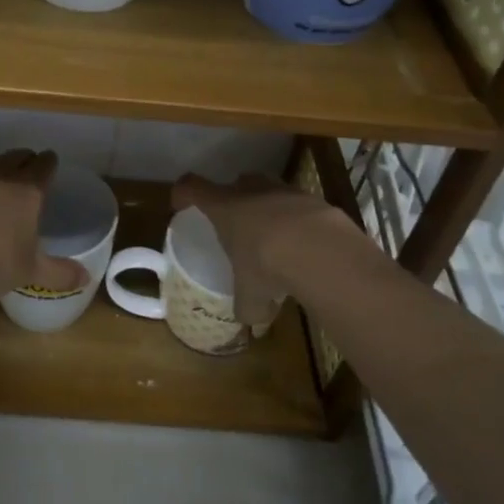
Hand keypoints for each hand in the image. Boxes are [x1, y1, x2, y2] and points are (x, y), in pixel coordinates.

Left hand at [0, 150, 88, 302]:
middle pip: (16, 156)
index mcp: (28, 191)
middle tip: (22, 171)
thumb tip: (86, 279)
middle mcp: (0, 173)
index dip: (48, 163)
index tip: (49, 163)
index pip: (44, 166)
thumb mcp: (31, 271)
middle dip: (22, 161)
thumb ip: (60, 272)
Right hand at [172, 172, 356, 325]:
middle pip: (235, 183)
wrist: (322, 250)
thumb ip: (247, 306)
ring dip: (268, 208)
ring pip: (269, 190)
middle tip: (236, 223)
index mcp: (224, 208)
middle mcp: (251, 190)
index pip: (191, 187)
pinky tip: (306, 245)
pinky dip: (299, 221)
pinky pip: (300, 206)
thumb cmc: (268, 265)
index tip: (182, 205)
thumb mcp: (251, 296)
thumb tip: (252, 320)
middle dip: (234, 199)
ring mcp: (285, 190)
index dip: (183, 193)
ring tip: (275, 237)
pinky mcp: (314, 199)